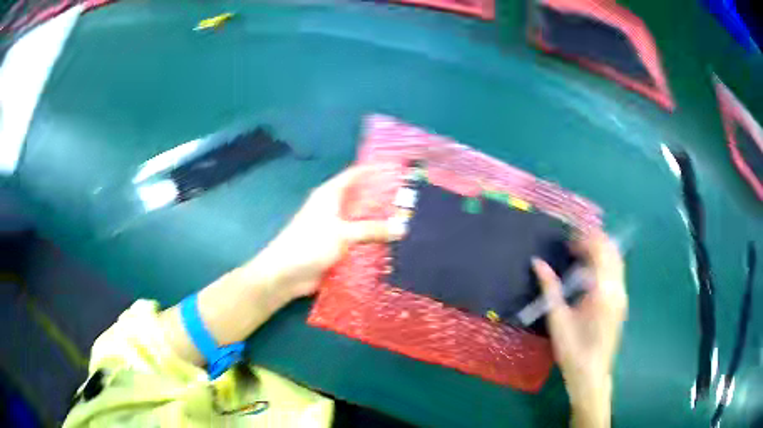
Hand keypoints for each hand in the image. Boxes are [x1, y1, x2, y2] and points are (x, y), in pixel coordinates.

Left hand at [246, 166, 398, 301]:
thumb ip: (371, 229)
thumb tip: (403, 228)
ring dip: (381, 223)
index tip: (401, 170)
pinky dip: (374, 242)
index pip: (357, 174)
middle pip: (363, 198)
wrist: (285, 274)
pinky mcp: (338, 248)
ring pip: (363, 221)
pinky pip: (360, 241)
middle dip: (385, 199)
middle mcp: (334, 208)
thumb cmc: (309, 244)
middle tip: (412, 201)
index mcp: (331, 194)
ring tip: (410, 222)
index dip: (376, 170)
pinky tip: (394, 246)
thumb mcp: (341, 233)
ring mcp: (336, 229)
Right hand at [532, 232, 626, 427]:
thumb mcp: (557, 319)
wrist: (591, 375)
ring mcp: (622, 295)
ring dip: (600, 252)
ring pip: (616, 260)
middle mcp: (617, 289)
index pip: (600, 250)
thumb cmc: (572, 350)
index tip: (567, 240)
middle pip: (612, 250)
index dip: (584, 239)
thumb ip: (550, 288)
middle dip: (594, 241)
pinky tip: (588, 275)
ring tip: (579, 257)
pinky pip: (616, 272)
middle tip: (572, 246)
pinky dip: (604, 264)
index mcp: (603, 291)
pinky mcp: (621, 303)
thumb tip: (537, 262)